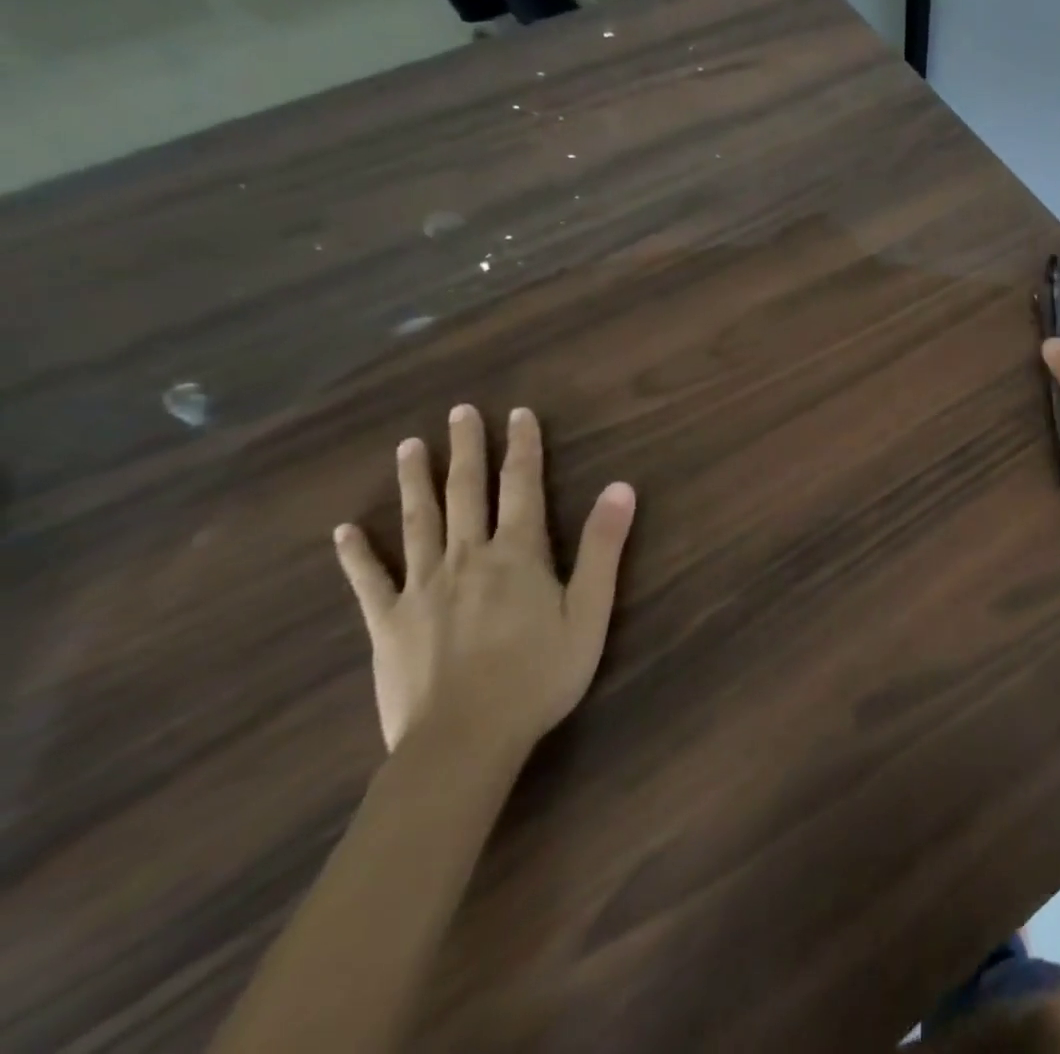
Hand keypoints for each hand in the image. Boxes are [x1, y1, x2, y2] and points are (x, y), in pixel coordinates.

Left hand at [332, 404, 636, 762]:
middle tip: (459, 412)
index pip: (523, 486)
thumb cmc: (540, 675)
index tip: (518, 413)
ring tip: (410, 446)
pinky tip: (345, 530)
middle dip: (466, 449)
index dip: (523, 447)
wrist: (464, 740)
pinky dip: (356, 553)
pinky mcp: (388, 622)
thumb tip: (621, 487)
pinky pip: (369, 580)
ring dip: (415, 481)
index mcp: (518, 553)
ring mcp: (422, 588)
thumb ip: (604, 547)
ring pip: (418, 522)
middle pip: (466, 491)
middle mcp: (468, 557)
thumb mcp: (591, 611)